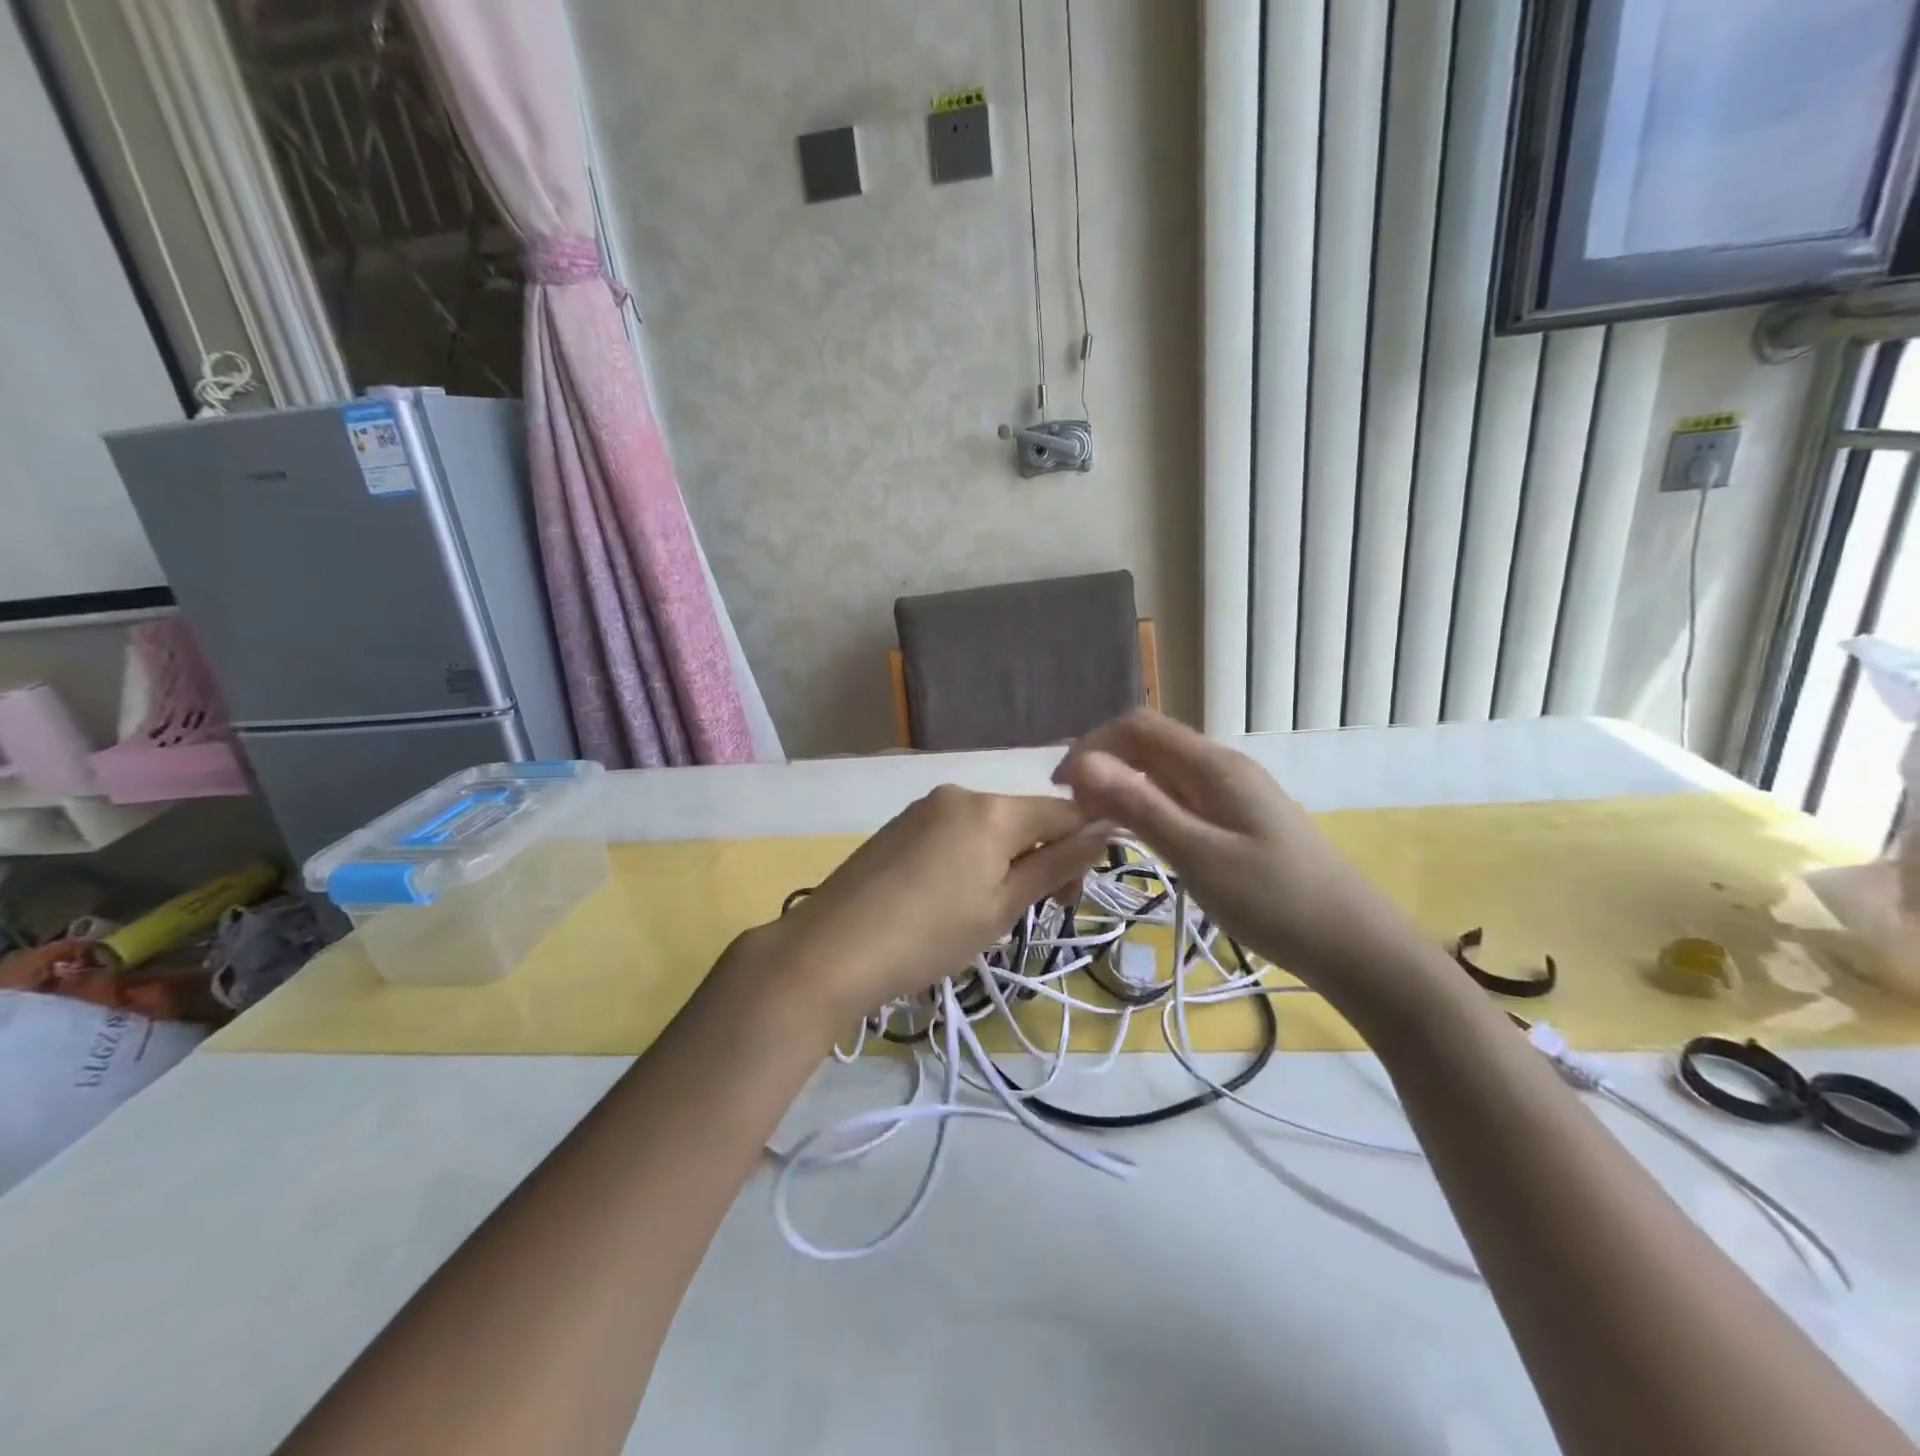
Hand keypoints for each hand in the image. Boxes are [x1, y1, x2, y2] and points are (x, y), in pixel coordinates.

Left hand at [750, 786, 1107, 1026]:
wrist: (831, 950)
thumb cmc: (929, 935)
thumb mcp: (1002, 907)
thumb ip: (1056, 865)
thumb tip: (1106, 830)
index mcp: (992, 809)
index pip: (1064, 811)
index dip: (1082, 848)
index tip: (1069, 898)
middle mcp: (960, 793)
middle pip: (1023, 817)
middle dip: (1039, 858)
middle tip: (1025, 914)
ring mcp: (924, 806)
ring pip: (988, 827)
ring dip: (1003, 860)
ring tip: (983, 913)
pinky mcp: (899, 825)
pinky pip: (954, 832)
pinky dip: (969, 858)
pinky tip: (948, 899)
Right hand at [1052, 711, 1431, 1006]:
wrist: (1352, 944)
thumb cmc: (1274, 901)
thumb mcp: (1198, 855)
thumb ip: (1139, 807)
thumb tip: (1080, 764)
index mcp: (1213, 766)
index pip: (1137, 727)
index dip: (1091, 746)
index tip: (1060, 789)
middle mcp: (1220, 767)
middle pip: (1148, 744)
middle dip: (1103, 766)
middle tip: (1074, 815)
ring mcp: (1231, 792)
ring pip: (1161, 771)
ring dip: (1122, 787)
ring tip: (1095, 826)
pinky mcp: (1235, 819)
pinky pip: (1178, 795)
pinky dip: (1146, 806)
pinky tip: (1136, 836)